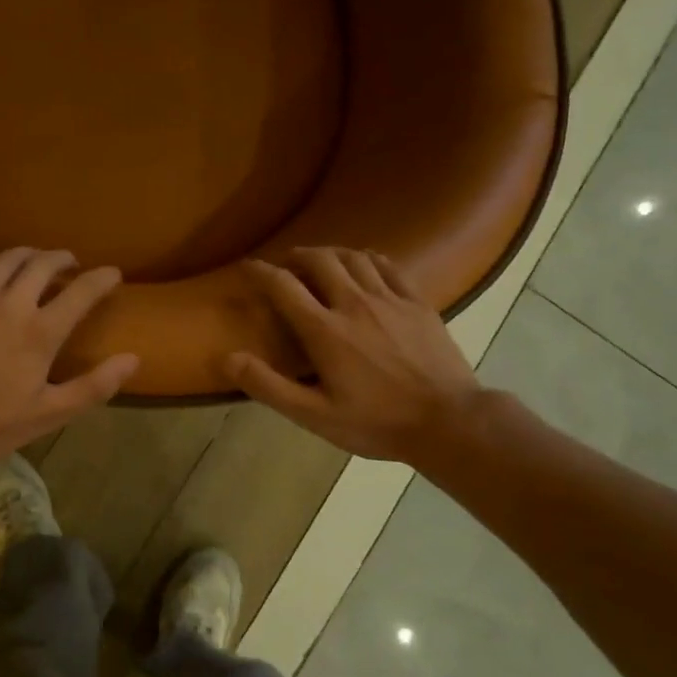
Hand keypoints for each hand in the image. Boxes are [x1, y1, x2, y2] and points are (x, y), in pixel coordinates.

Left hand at [0, 246, 138, 472]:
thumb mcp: (49, 414)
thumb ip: (94, 386)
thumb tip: (133, 358)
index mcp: (41, 331)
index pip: (81, 292)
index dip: (102, 279)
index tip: (112, 273)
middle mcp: (10, 303)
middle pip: (41, 264)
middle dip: (61, 258)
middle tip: (69, 262)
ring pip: (4, 259)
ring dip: (25, 253)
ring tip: (34, 256)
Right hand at [226, 247, 483, 463]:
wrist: (449, 422)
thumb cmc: (377, 423)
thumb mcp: (315, 416)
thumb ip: (269, 386)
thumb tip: (228, 358)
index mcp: (325, 330)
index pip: (283, 286)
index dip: (260, 272)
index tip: (247, 266)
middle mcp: (354, 303)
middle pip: (319, 260)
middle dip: (297, 256)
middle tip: (286, 264)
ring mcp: (390, 299)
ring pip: (353, 257)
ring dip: (330, 253)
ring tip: (321, 261)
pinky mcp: (418, 302)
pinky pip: (388, 266)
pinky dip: (368, 258)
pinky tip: (364, 264)